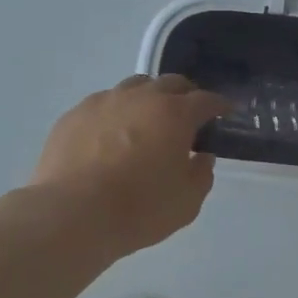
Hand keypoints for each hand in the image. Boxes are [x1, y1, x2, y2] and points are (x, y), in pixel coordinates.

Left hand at [31, 74, 229, 254]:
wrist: (72, 214)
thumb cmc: (139, 209)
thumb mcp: (186, 202)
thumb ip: (201, 174)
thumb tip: (202, 157)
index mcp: (174, 114)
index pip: (206, 100)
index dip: (219, 105)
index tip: (225, 112)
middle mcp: (140, 98)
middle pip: (170, 83)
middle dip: (185, 95)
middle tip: (188, 116)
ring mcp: (104, 102)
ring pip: (134, 87)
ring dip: (148, 99)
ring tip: (147, 121)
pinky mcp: (74, 114)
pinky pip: (103, 104)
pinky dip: (116, 113)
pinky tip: (110, 135)